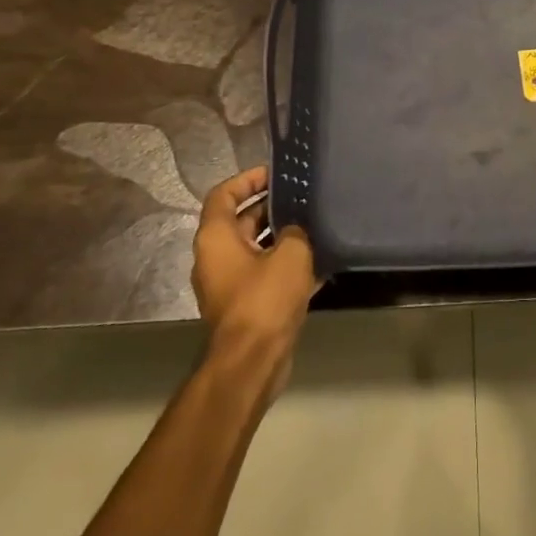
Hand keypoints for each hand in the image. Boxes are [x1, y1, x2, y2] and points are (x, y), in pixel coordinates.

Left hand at [192, 167, 317, 393]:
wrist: (253, 361)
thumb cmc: (265, 298)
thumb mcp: (290, 253)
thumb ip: (294, 231)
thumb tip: (294, 230)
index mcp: (215, 238)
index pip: (223, 195)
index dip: (248, 179)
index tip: (276, 173)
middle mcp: (216, 258)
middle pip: (241, 221)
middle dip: (272, 207)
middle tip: (304, 197)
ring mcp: (229, 284)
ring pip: (257, 249)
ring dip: (283, 237)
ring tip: (316, 225)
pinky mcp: (245, 305)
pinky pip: (265, 274)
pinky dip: (286, 265)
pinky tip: (319, 263)